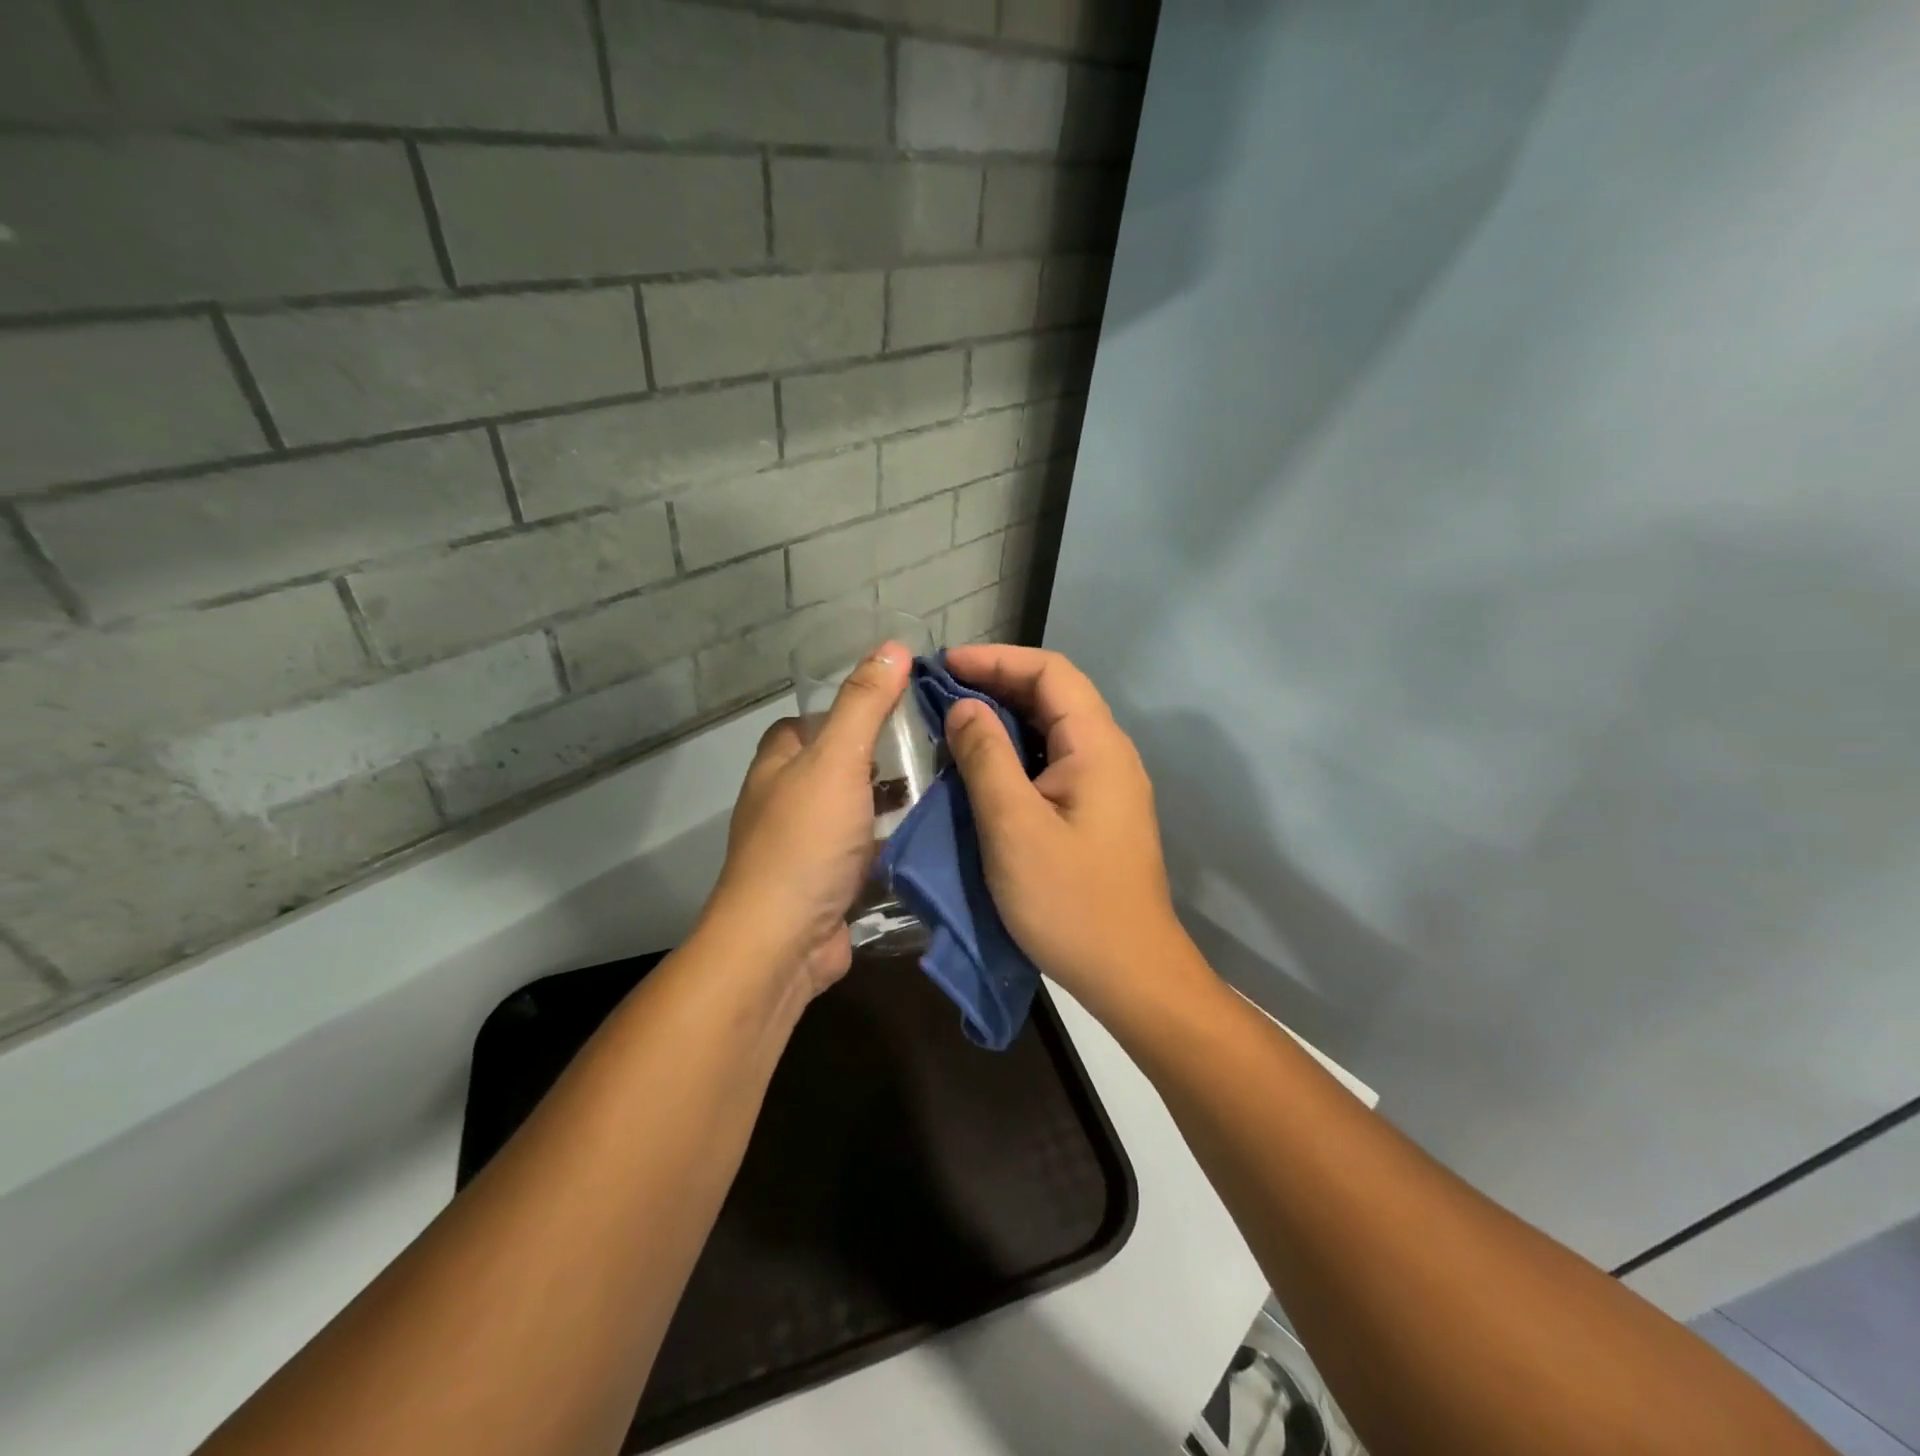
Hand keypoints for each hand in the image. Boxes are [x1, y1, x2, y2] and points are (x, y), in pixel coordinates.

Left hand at [701, 643, 908, 997]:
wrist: (782, 943)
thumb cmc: (806, 842)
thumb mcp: (838, 761)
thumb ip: (864, 705)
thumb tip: (893, 646)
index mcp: (778, 767)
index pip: (806, 724)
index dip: (844, 712)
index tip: (894, 710)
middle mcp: (784, 804)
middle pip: (834, 769)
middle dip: (877, 760)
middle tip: (932, 750)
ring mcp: (805, 849)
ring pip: (853, 814)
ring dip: (889, 806)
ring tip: (943, 790)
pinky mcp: (828, 887)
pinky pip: (865, 855)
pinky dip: (892, 847)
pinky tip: (931, 840)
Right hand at [941, 644, 1204, 1016]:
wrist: (1130, 973)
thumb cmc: (1070, 901)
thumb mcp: (1014, 826)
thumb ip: (986, 757)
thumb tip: (964, 706)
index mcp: (1097, 746)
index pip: (1050, 672)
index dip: (996, 659)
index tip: (944, 666)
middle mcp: (1109, 755)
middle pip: (1054, 696)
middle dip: (997, 683)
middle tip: (940, 692)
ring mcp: (1106, 785)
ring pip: (1052, 730)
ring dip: (1004, 718)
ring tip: (953, 722)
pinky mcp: (1097, 813)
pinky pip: (1053, 763)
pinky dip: (1015, 753)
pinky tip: (983, 767)